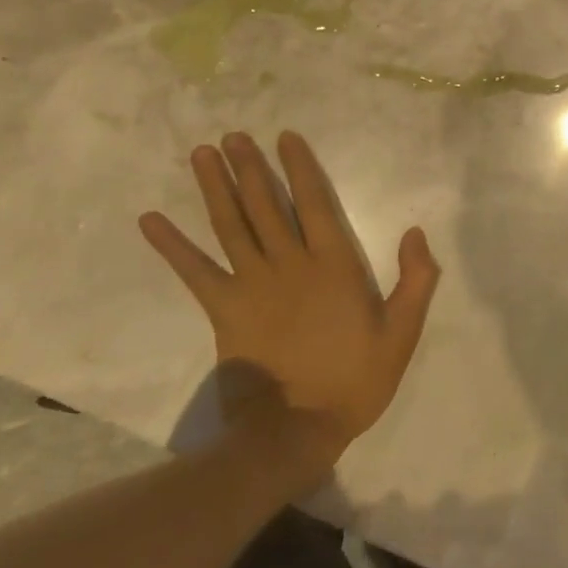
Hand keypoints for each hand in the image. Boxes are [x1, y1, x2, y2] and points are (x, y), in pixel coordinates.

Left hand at [138, 131, 439, 461]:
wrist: (296, 431)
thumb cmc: (354, 380)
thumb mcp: (401, 333)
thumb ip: (415, 280)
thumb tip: (416, 231)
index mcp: (332, 264)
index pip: (314, 201)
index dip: (299, 167)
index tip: (285, 137)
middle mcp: (289, 263)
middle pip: (265, 204)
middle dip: (249, 166)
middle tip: (232, 135)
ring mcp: (252, 284)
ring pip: (231, 225)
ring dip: (215, 188)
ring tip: (201, 154)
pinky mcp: (223, 310)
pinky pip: (195, 271)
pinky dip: (172, 245)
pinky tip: (151, 221)